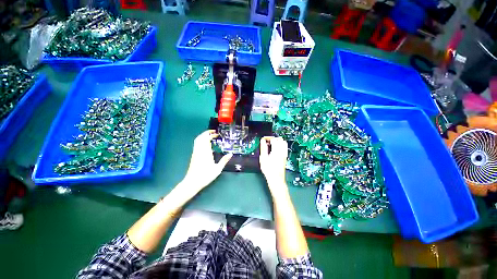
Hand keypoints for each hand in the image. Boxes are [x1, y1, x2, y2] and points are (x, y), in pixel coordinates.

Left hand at [181, 130, 232, 192]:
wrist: (192, 182)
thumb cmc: (205, 176)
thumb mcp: (217, 169)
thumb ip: (224, 160)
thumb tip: (230, 154)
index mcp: (206, 152)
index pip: (206, 139)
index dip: (211, 134)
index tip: (216, 134)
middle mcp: (199, 150)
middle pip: (201, 137)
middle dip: (207, 133)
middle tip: (214, 133)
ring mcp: (195, 152)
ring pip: (197, 140)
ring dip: (203, 136)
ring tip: (210, 136)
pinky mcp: (194, 155)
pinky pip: (196, 144)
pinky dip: (201, 140)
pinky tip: (206, 144)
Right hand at [260, 137, 287, 189]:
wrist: (276, 178)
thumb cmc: (268, 169)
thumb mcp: (263, 158)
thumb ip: (263, 148)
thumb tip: (263, 141)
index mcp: (276, 150)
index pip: (274, 139)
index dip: (268, 138)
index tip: (264, 140)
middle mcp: (282, 151)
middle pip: (280, 139)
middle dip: (273, 138)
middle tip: (268, 141)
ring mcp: (284, 154)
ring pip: (284, 142)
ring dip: (278, 141)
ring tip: (272, 144)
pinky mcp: (285, 157)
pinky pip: (285, 147)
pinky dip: (281, 145)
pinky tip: (276, 149)